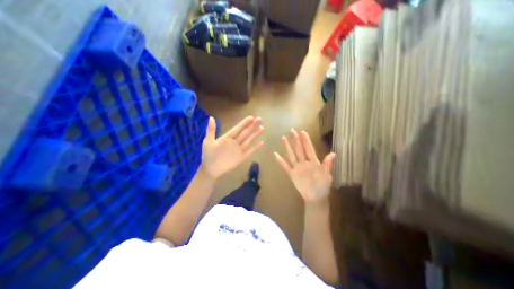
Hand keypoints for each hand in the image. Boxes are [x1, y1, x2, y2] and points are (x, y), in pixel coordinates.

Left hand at [202, 116, 263, 178]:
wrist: (210, 170)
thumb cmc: (208, 155)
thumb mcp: (208, 141)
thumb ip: (211, 130)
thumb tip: (211, 117)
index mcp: (227, 137)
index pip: (237, 129)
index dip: (244, 123)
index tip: (251, 117)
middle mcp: (235, 142)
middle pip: (245, 133)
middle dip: (252, 126)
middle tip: (260, 119)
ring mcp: (239, 150)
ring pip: (249, 140)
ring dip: (255, 134)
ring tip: (262, 128)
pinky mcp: (241, 158)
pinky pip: (250, 151)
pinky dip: (256, 148)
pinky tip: (262, 143)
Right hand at [275, 128, 335, 203]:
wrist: (315, 197)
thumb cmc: (323, 186)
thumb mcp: (327, 176)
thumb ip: (327, 165)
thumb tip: (333, 154)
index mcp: (313, 162)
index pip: (309, 149)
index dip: (306, 140)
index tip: (302, 132)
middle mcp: (304, 162)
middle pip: (299, 149)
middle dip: (296, 140)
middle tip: (292, 130)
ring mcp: (297, 167)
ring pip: (291, 155)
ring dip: (287, 147)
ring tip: (283, 138)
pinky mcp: (292, 173)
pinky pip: (285, 166)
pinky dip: (280, 161)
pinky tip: (275, 154)